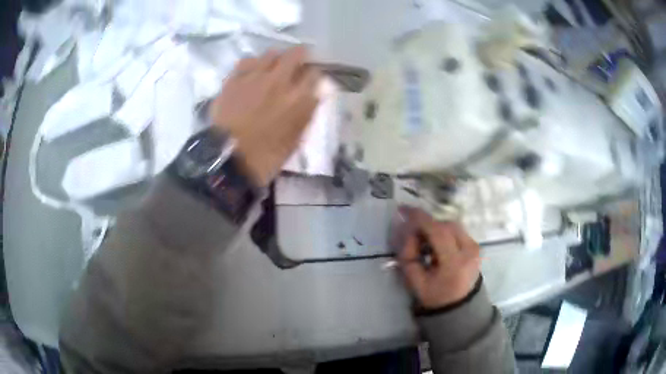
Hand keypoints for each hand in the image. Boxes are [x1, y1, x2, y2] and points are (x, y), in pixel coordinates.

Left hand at [209, 47, 320, 185]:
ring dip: (277, 58)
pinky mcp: (234, 79)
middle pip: (296, 54)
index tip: (311, 78)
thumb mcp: (295, 139)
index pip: (314, 73)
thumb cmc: (266, 156)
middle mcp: (279, 81)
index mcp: (298, 98)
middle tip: (297, 63)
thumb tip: (314, 94)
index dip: (314, 74)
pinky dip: (253, 63)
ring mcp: (254, 77)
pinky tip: (252, 71)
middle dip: (300, 56)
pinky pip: (247, 61)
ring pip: (271, 53)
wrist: (228, 159)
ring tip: (273, 67)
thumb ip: (306, 113)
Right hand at [398, 207, 480, 309]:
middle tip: (413, 234)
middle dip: (428, 225)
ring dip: (437, 228)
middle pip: (446, 225)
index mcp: (455, 263)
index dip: (421, 219)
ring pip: (453, 225)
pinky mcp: (476, 246)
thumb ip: (408, 255)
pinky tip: (437, 245)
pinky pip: (458, 231)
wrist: (460, 307)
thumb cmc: (435, 297)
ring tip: (425, 241)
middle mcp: (469, 251)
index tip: (404, 209)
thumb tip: (407, 231)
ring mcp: (476, 247)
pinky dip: (445, 233)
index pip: (438, 232)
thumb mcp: (415, 281)